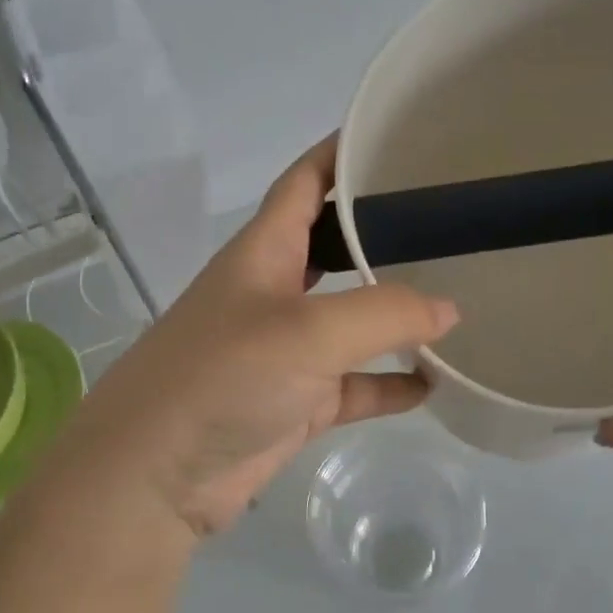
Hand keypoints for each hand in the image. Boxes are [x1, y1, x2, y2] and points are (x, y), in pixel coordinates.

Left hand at [58, 136, 457, 539]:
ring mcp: (286, 350)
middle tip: (450, 221)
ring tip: (457, 299)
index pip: (306, 182)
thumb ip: (383, 313)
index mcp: (264, 251)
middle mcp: (274, 291)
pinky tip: (433, 383)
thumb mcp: (306, 332)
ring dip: (396, 314)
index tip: (401, 136)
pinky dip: (389, 383)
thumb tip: (449, 311)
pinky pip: (355, 385)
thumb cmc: (222, 378)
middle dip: (385, 231)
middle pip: (336, 246)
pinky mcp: (296, 401)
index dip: (344, 154)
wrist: (154, 477)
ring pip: (352, 320)